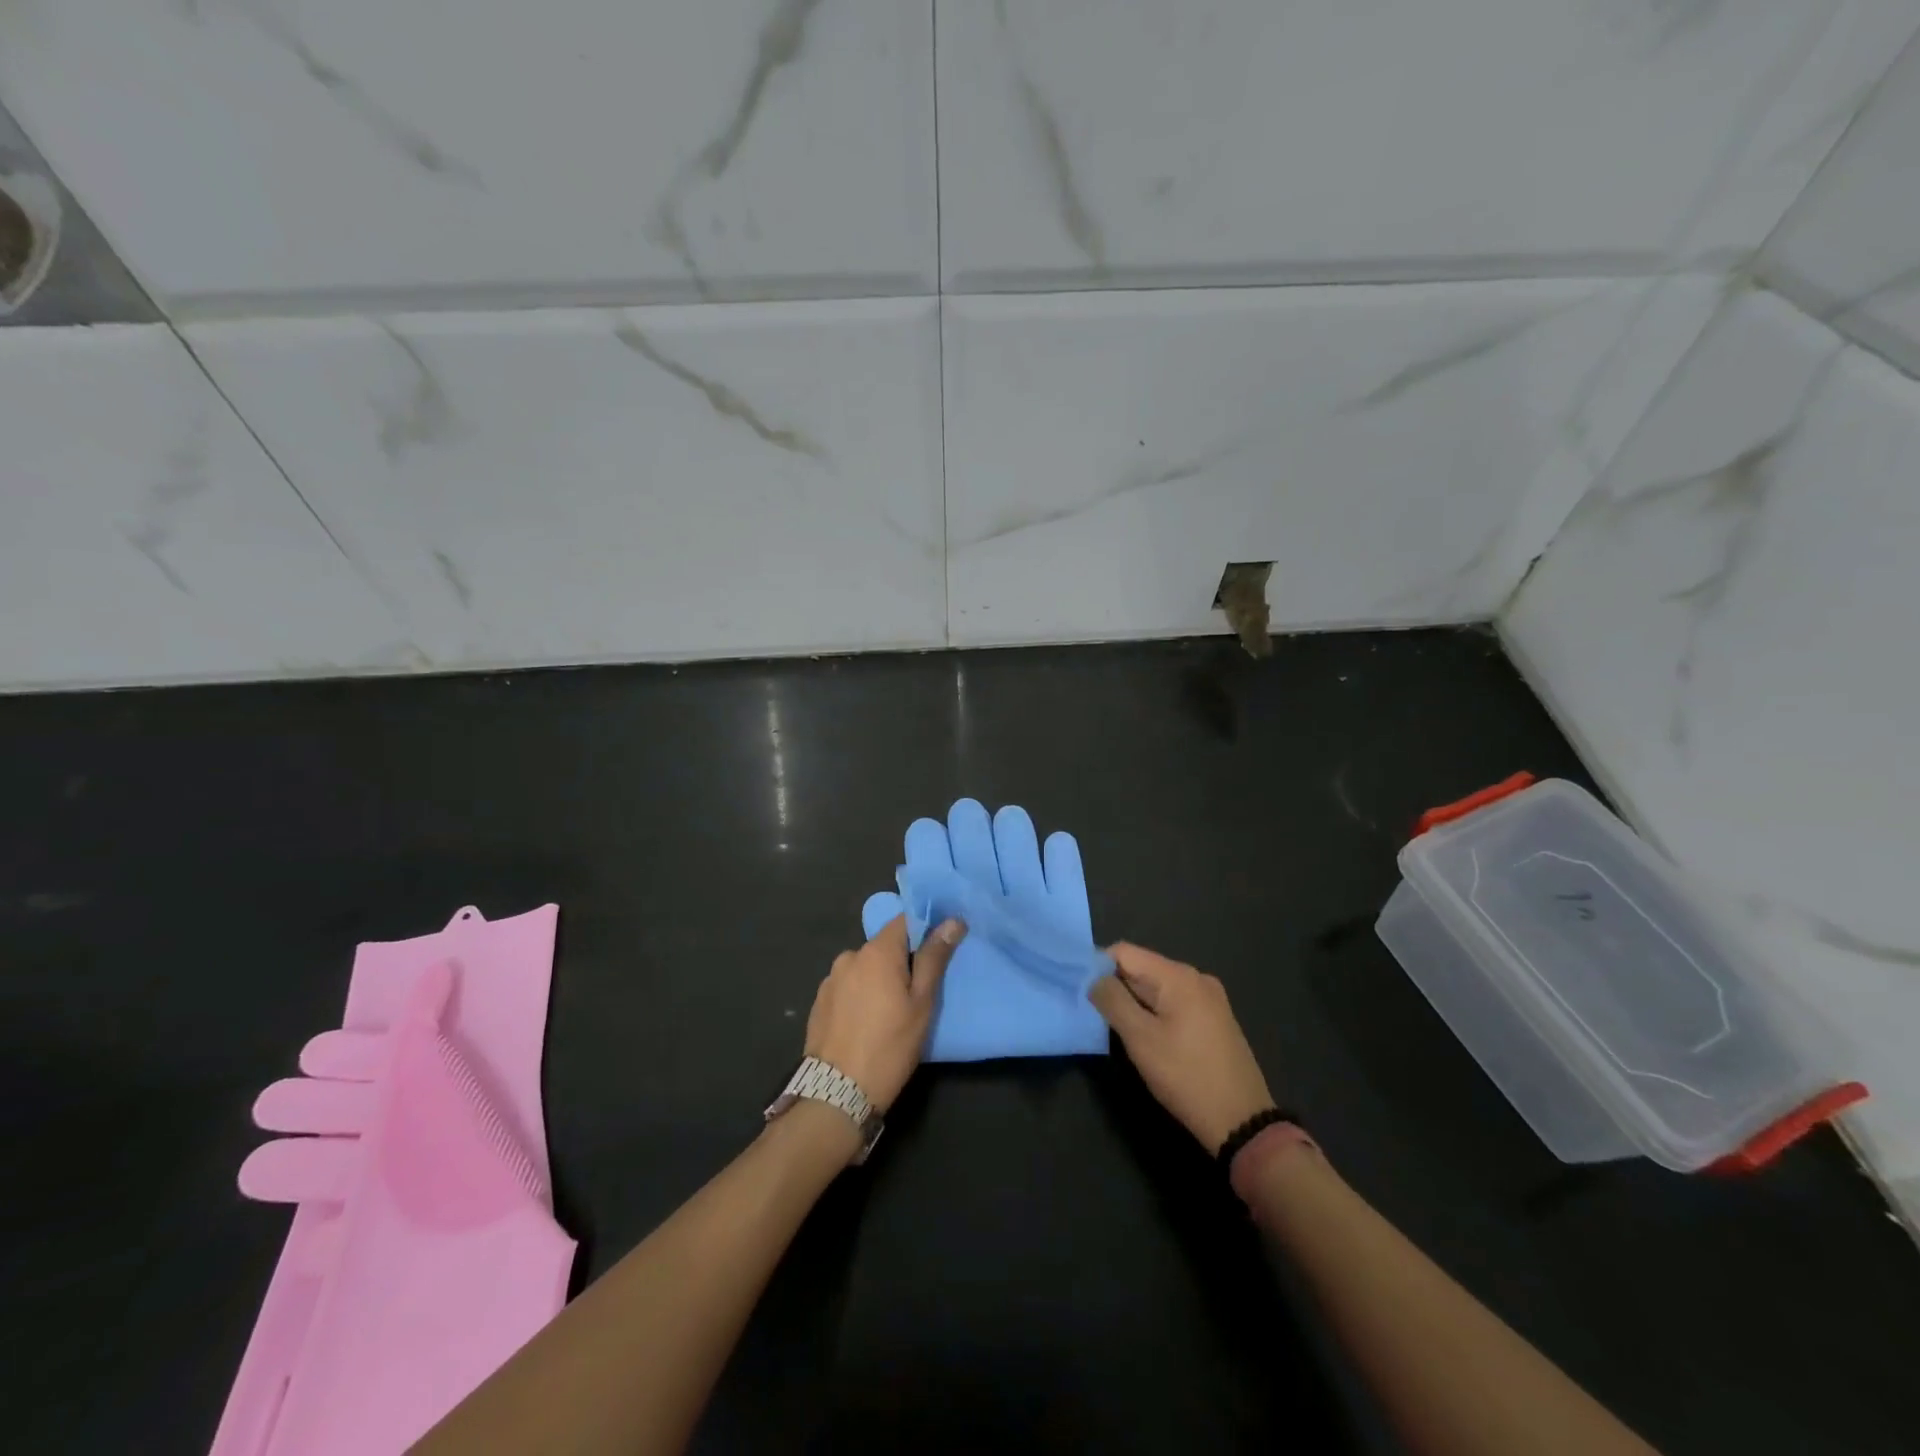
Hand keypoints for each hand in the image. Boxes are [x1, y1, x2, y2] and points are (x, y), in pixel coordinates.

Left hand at [806, 914, 964, 1109]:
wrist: (836, 1093)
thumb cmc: (889, 1046)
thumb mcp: (922, 1004)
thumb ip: (934, 958)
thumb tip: (952, 920)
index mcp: (877, 952)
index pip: (904, 920)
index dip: (924, 930)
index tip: (938, 951)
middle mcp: (850, 956)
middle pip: (884, 946)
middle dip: (901, 962)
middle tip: (916, 994)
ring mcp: (830, 979)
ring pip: (864, 968)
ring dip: (878, 980)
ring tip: (889, 1013)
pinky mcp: (819, 1001)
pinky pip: (847, 987)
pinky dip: (859, 996)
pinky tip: (865, 1023)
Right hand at [1088, 943, 1274, 1153]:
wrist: (1242, 1121)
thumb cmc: (1186, 1076)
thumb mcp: (1140, 1039)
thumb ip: (1112, 1001)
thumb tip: (1093, 978)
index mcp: (1178, 976)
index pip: (1124, 952)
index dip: (1098, 968)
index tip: (1083, 994)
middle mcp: (1196, 977)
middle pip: (1141, 968)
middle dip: (1117, 988)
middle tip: (1098, 1018)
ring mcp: (1210, 998)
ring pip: (1157, 988)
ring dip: (1135, 1003)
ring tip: (1122, 1032)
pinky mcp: (1215, 1019)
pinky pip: (1174, 1003)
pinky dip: (1155, 1013)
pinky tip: (1150, 1040)